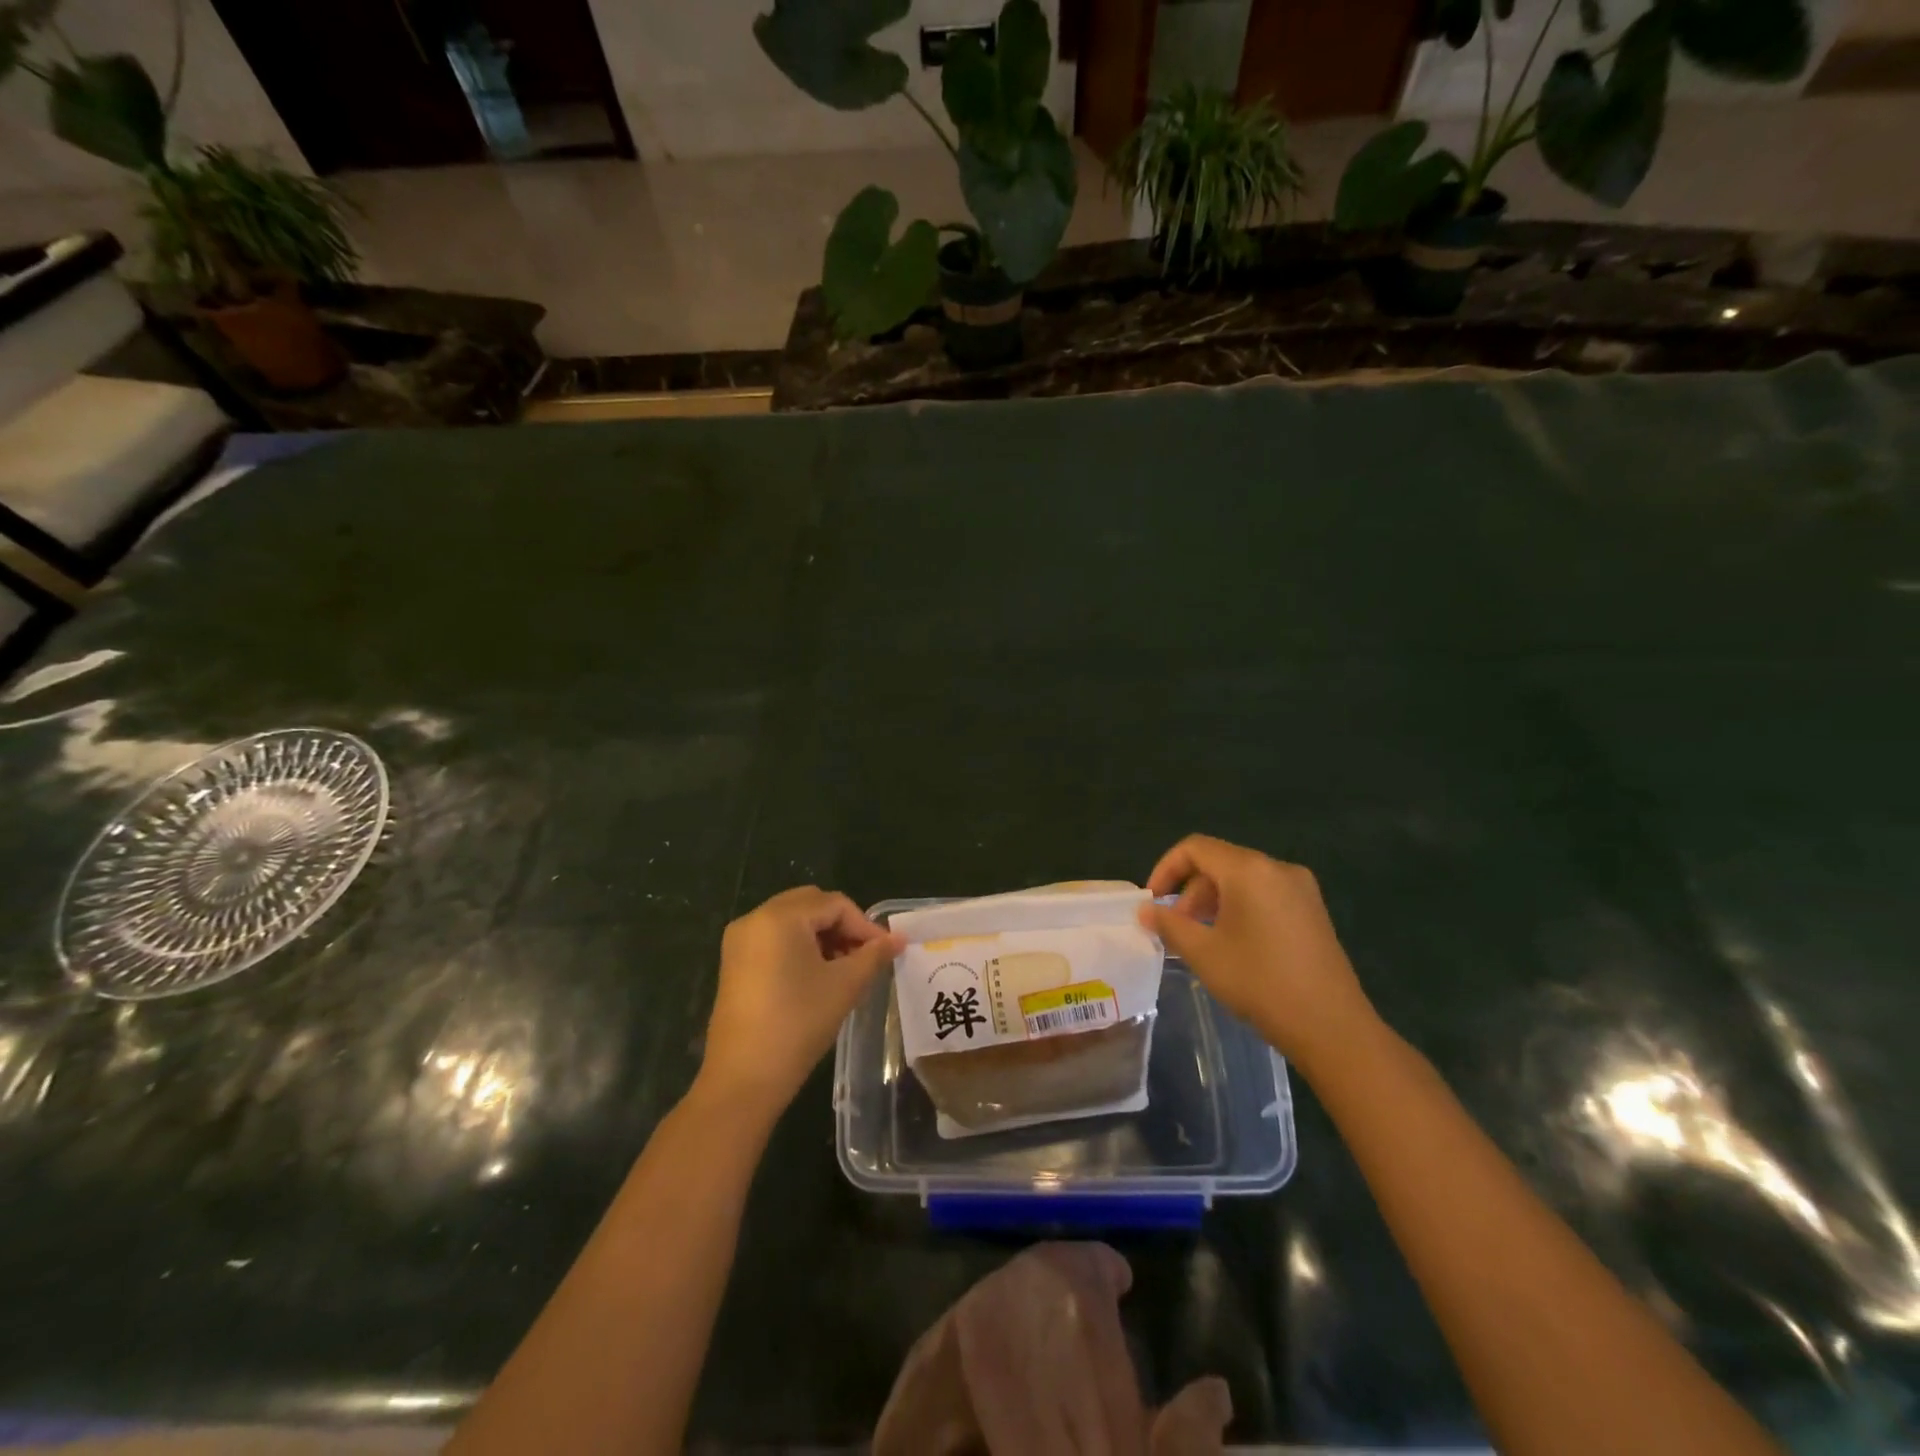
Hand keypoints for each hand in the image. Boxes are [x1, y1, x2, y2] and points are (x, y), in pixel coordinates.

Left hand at [698, 886, 902, 1115]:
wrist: (744, 1078)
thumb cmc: (798, 1023)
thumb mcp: (844, 985)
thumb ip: (873, 955)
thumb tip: (898, 939)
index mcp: (780, 917)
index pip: (834, 904)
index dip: (864, 926)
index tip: (885, 952)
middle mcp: (755, 918)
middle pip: (811, 904)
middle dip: (842, 926)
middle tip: (865, 956)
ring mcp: (740, 940)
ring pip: (792, 921)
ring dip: (822, 936)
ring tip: (844, 969)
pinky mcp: (734, 962)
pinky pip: (774, 938)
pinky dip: (800, 947)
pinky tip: (817, 976)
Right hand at [1141, 835, 1377, 1070]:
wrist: (1332, 1027)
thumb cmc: (1260, 983)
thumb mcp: (1204, 953)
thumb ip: (1169, 924)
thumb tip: (1145, 910)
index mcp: (1250, 870)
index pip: (1195, 848)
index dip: (1166, 869)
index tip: (1152, 901)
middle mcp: (1277, 869)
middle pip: (1220, 862)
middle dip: (1190, 890)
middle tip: (1175, 927)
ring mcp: (1301, 889)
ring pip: (1242, 879)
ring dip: (1213, 901)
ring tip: (1200, 938)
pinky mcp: (1313, 911)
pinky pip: (1264, 895)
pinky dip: (1239, 908)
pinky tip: (1232, 943)